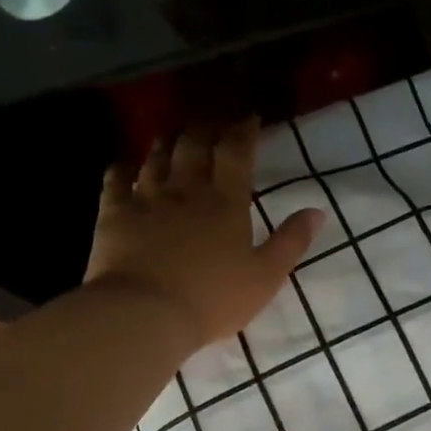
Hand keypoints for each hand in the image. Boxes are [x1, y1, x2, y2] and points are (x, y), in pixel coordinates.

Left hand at [85, 121, 324, 350]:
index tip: (249, 118)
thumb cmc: (213, 299)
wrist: (146, 312)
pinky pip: (116, 178)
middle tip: (212, 123)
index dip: (243, 131)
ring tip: (174, 133)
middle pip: (194, 144)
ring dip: (167, 140)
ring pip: (157, 155)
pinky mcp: (114, 212)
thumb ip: (291, 241)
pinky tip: (125, 164)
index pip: (236, 152)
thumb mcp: (266, 276)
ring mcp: (146, 197)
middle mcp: (186, 189)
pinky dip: (122, 167)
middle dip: (206, 128)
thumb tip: (317, 211)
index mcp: (226, 202)